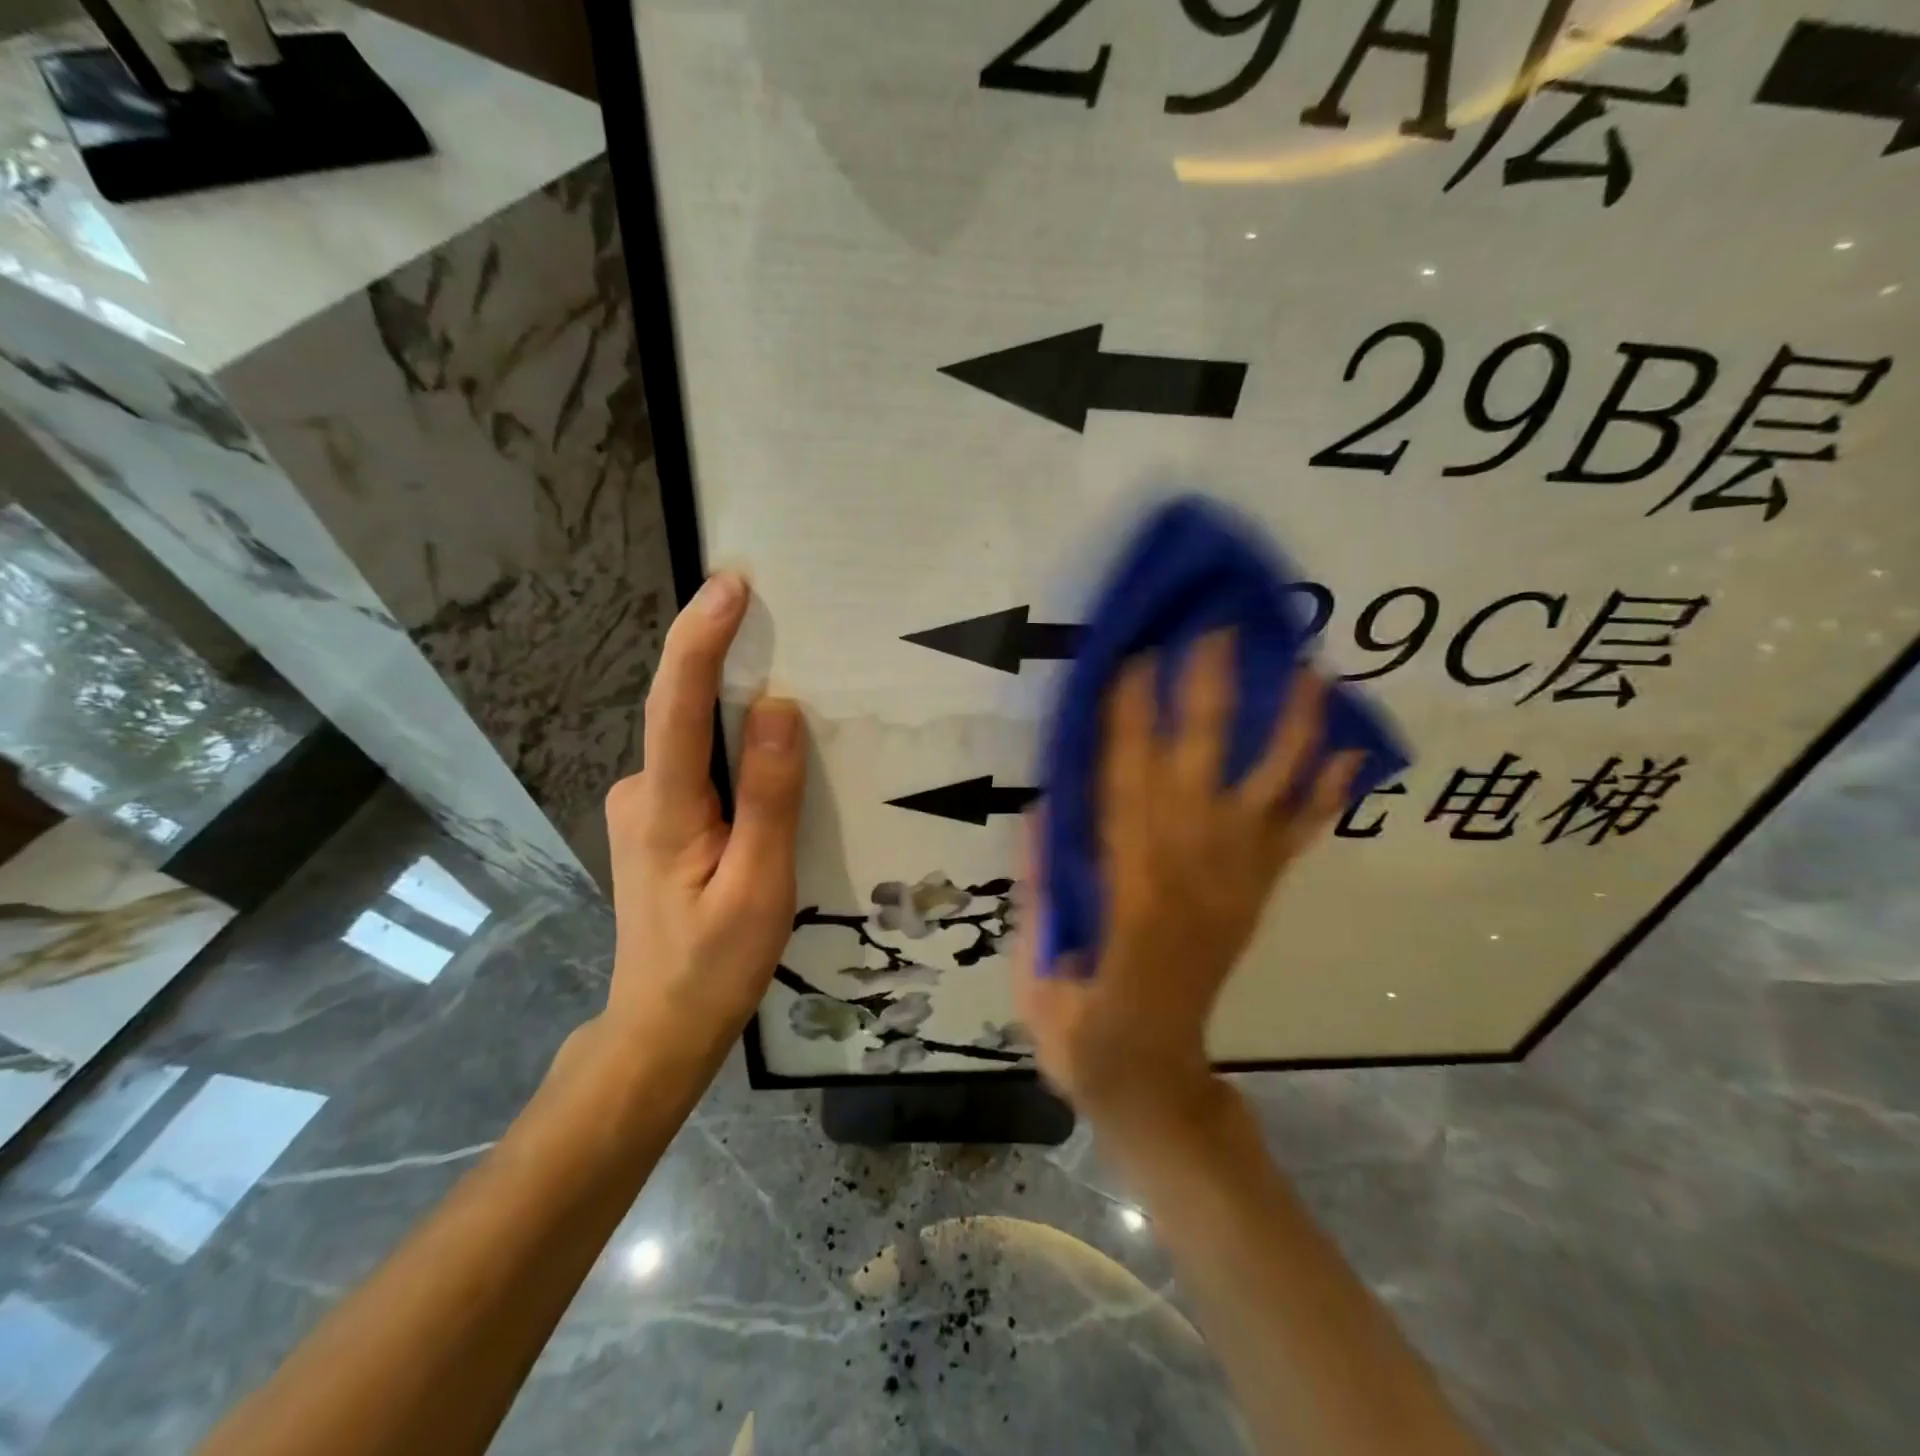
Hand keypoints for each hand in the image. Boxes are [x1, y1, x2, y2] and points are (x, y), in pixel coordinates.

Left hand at [599, 573, 806, 1054]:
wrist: (660, 1027)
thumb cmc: (714, 965)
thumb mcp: (759, 886)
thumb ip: (770, 798)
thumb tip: (779, 708)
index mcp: (664, 808)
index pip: (677, 705)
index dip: (700, 639)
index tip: (730, 586)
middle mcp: (640, 792)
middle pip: (684, 713)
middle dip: (726, 663)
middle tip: (782, 624)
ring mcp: (642, 809)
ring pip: (696, 744)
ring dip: (735, 714)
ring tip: (793, 699)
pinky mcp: (656, 824)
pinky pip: (699, 768)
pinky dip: (731, 752)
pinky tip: (768, 767)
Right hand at [1017, 633, 1356, 1145]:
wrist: (1152, 1076)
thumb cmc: (1080, 1020)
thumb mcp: (1040, 959)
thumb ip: (1045, 881)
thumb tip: (1047, 805)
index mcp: (1128, 881)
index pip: (1125, 780)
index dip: (1129, 716)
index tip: (1136, 656)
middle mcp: (1190, 868)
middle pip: (1201, 766)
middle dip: (1209, 693)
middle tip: (1219, 629)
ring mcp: (1235, 881)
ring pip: (1269, 792)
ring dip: (1291, 728)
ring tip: (1310, 669)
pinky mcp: (1259, 896)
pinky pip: (1296, 841)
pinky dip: (1325, 798)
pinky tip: (1347, 753)